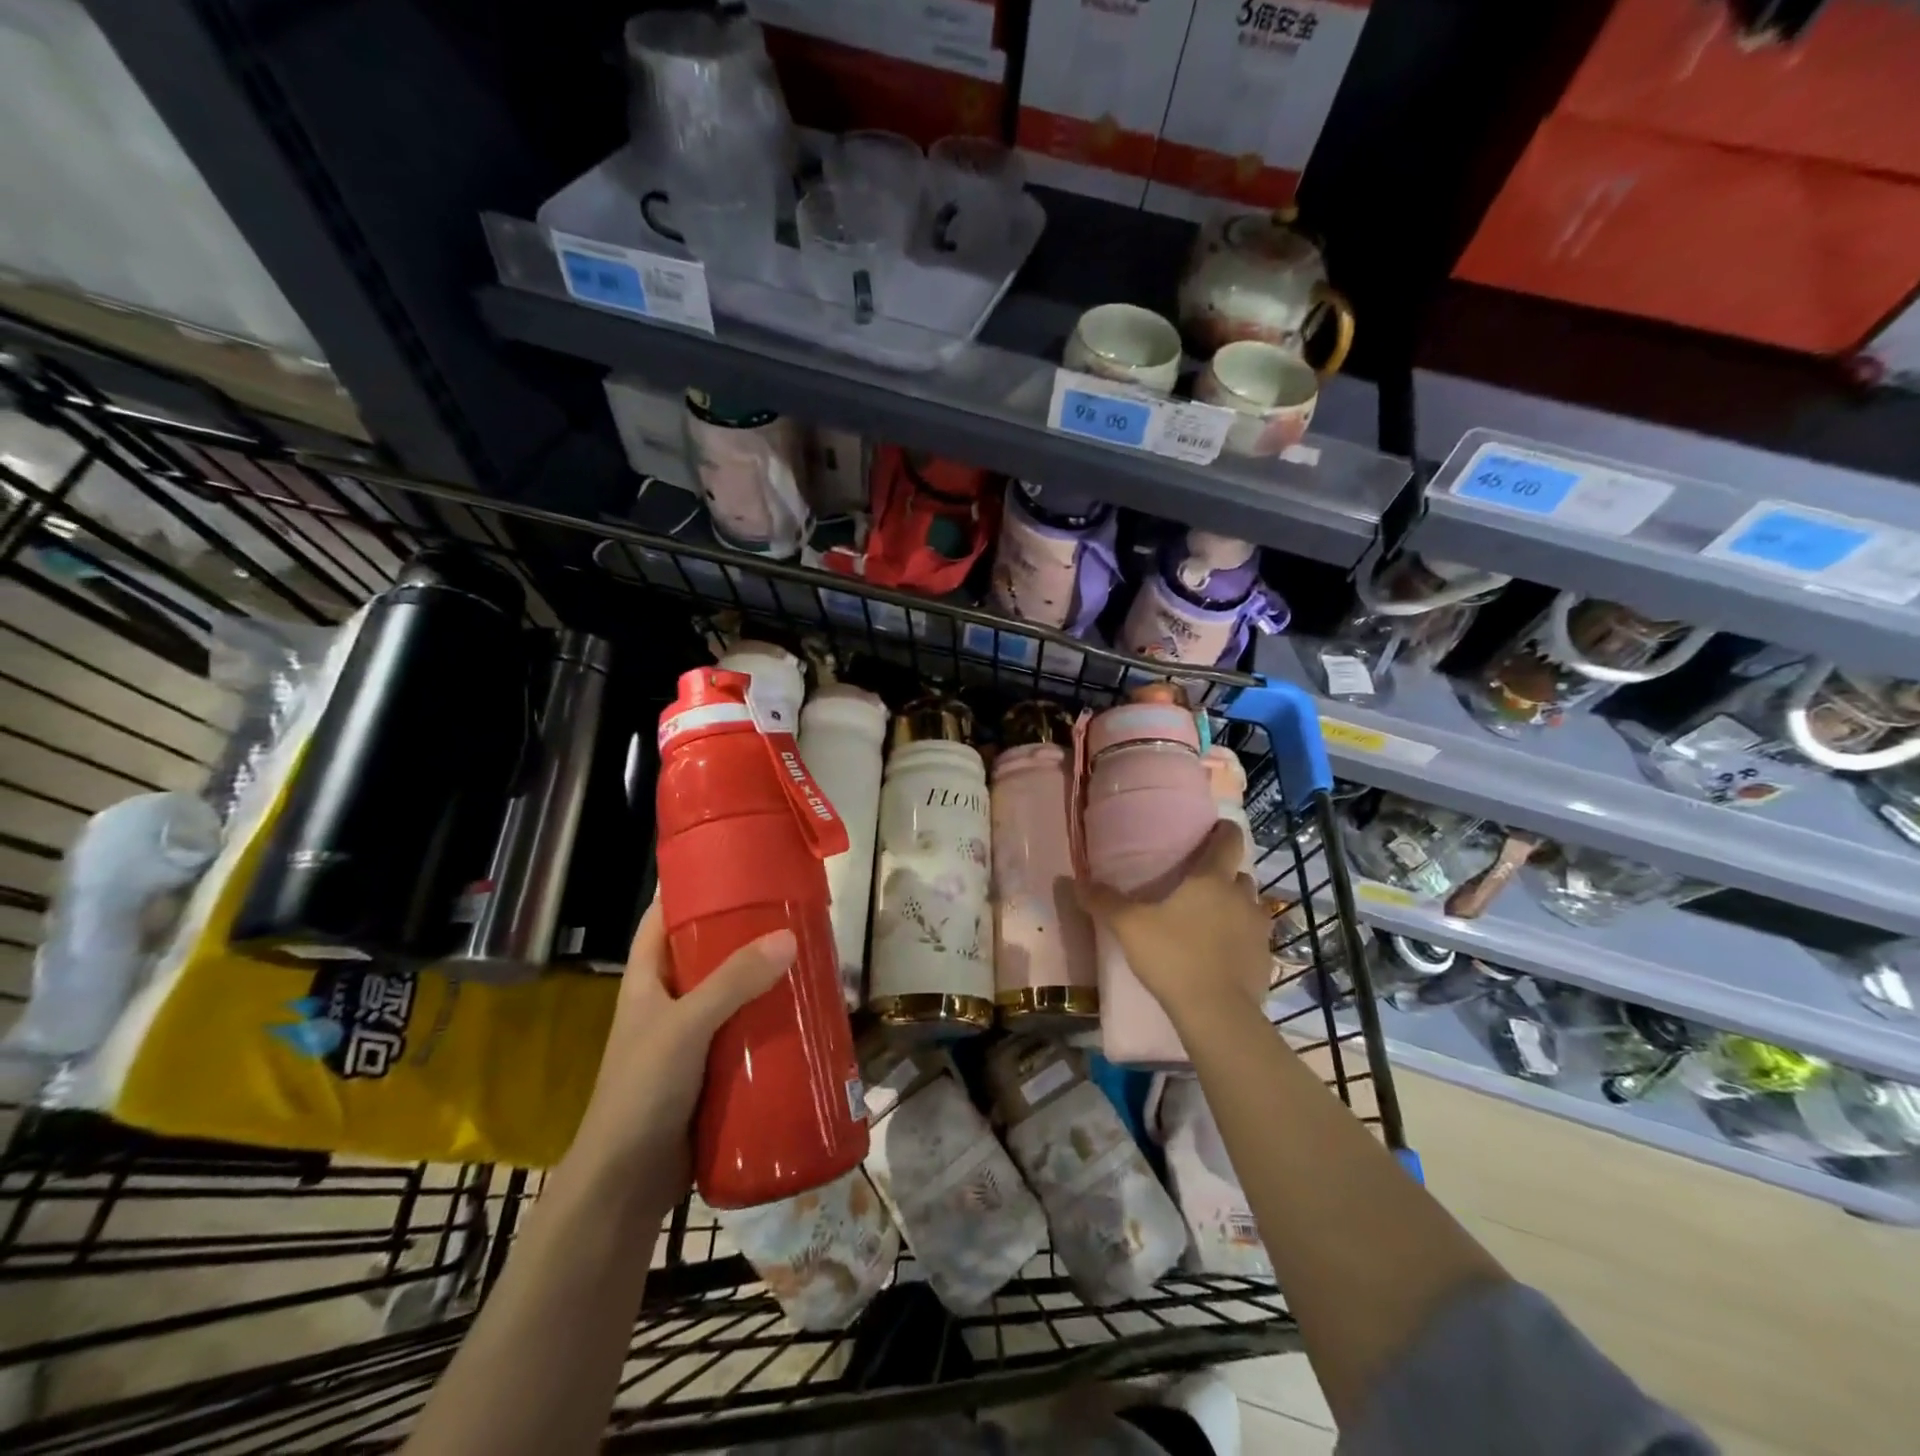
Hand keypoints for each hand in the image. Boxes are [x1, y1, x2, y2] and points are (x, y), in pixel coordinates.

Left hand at [564, 902, 794, 1216]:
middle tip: (791, 912)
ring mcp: (691, 1037)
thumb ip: (733, 982)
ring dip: (764, 978)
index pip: (663, 918)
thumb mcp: (684, 1027)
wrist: (626, 1186)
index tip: (736, 866)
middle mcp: (668, 1001)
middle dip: (745, 932)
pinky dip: (770, 1020)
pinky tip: (804, 1013)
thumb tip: (788, 937)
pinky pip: (745, 1032)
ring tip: (809, 956)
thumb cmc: (640, 1092)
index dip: (693, 889)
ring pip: (732, 993)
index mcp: (647, 979)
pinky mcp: (713, 1069)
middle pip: (708, 952)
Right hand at [1075, 820, 1269, 1026]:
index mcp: (1212, 880)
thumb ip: (1104, 902)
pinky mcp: (1265, 962)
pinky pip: (1253, 940)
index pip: (1228, 841)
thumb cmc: (1174, 956)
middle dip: (1224, 875)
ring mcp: (1259, 931)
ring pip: (1250, 907)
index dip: (1223, 831)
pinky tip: (1220, 955)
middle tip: (1199, 884)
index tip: (1216, 828)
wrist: (1216, 1013)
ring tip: (1210, 919)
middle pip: (1239, 875)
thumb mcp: (1129, 927)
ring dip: (1235, 907)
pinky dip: (1240, 940)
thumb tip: (1076, 881)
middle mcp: (1242, 898)